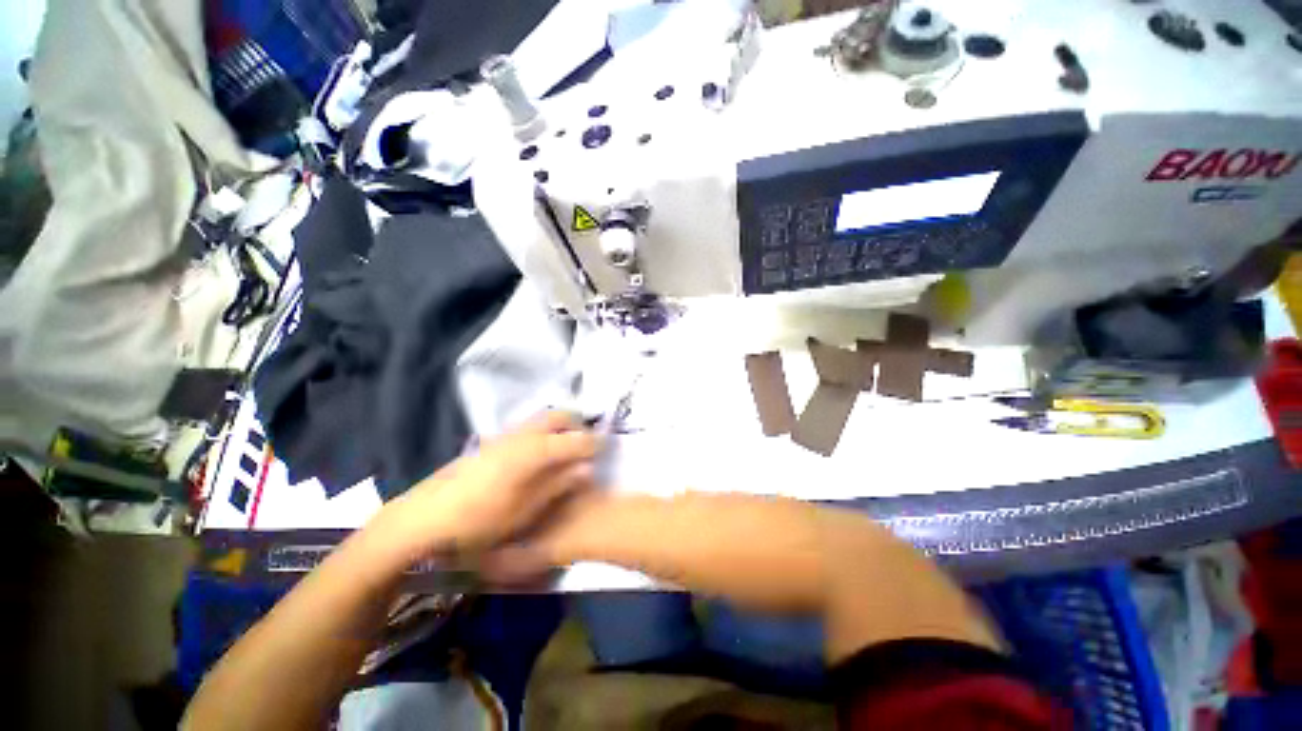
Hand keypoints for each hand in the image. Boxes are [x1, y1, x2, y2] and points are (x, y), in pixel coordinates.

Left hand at [373, 412, 599, 562]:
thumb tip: (585, 469)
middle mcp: (522, 435)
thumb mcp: (524, 511)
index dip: (593, 443)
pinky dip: (543, 432)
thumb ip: (557, 486)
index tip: (606, 447)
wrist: (423, 518)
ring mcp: (505, 435)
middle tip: (587, 442)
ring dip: (560, 426)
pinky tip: (540, 454)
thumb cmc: (478, 521)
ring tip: (567, 447)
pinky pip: (528, 427)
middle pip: (558, 416)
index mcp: (533, 453)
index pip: (574, 440)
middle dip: (577, 424)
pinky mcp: (492, 441)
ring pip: (542, 418)